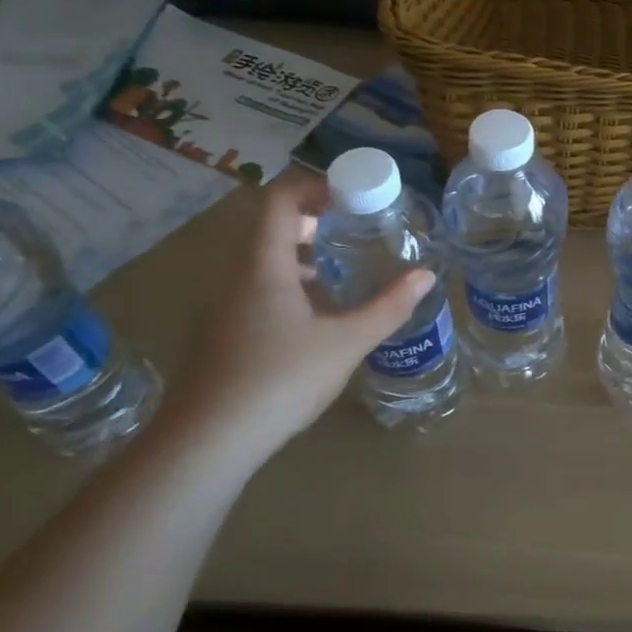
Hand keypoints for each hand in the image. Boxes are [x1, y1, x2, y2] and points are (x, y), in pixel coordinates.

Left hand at [161, 169, 430, 466]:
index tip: (354, 195)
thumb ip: (388, 307)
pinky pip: (258, 294)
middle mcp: (238, 279)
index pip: (280, 200)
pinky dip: (290, 290)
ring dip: (303, 260)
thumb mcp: (346, 343)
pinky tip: (318, 324)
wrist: (206, 444)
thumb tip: (426, 276)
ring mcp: (225, 309)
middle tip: (356, 232)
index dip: (316, 186)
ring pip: (265, 265)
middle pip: (272, 229)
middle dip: (316, 223)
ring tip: (343, 276)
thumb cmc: (279, 380)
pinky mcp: (222, 338)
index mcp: (264, 266)